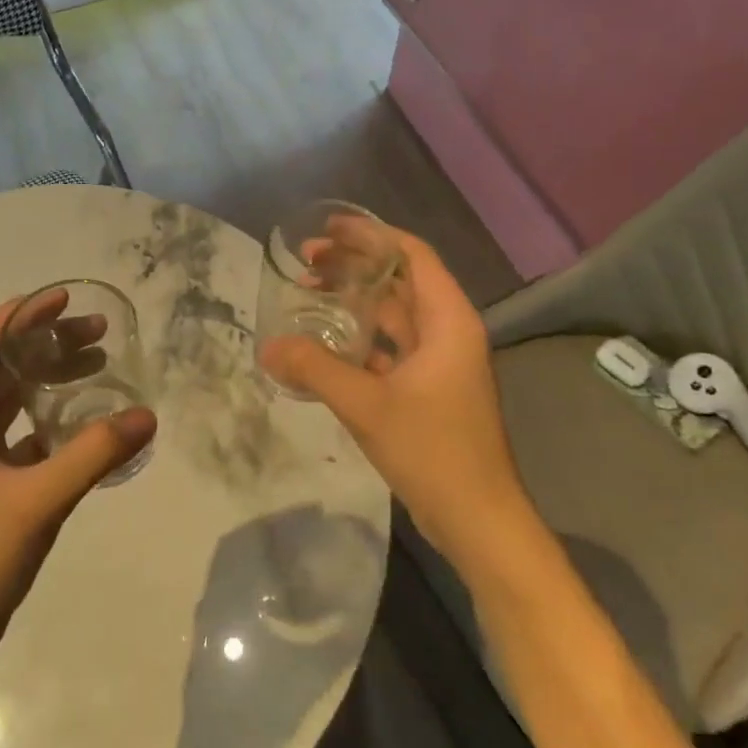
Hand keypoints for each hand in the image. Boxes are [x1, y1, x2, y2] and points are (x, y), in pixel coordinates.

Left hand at [0, 295, 157, 658]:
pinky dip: (46, 413)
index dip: (19, 315)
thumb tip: (147, 416)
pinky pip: (16, 428)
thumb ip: (93, 454)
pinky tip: (83, 417)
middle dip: (44, 341)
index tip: (64, 299)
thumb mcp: (38, 500)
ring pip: (7, 396)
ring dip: (47, 375)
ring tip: (97, 362)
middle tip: (97, 331)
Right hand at [259, 229, 527, 572]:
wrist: (477, 519)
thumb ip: (315, 369)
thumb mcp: (367, 405)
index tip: (328, 229)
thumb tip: (269, 346)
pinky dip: (360, 339)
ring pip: (394, 316)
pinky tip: (325, 345)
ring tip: (310, 293)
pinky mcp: (429, 390)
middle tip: (307, 262)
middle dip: (355, 266)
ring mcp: (440, 363)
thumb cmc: (432, 451)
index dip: (371, 235)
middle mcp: (448, 332)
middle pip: (400, 281)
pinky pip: (391, 349)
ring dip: (356, 302)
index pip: (412, 256)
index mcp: (448, 321)